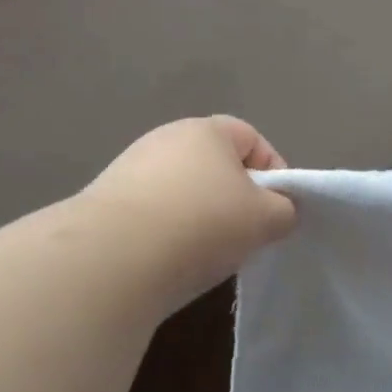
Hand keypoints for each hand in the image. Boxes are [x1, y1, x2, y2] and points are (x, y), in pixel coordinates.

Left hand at [84, 116, 296, 309]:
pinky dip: (170, 233)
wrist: (113, 258)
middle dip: (237, 199)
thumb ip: (285, 210)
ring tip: (208, 253)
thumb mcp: (267, 219)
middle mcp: (165, 139)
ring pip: (185, 192)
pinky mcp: (106, 203)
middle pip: (217, 166)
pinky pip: (155, 214)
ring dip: (202, 218)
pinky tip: (172, 260)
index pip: (252, 138)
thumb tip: (278, 211)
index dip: (274, 171)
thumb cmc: (204, 224)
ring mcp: (130, 170)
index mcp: (206, 131)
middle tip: (248, 234)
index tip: (278, 210)